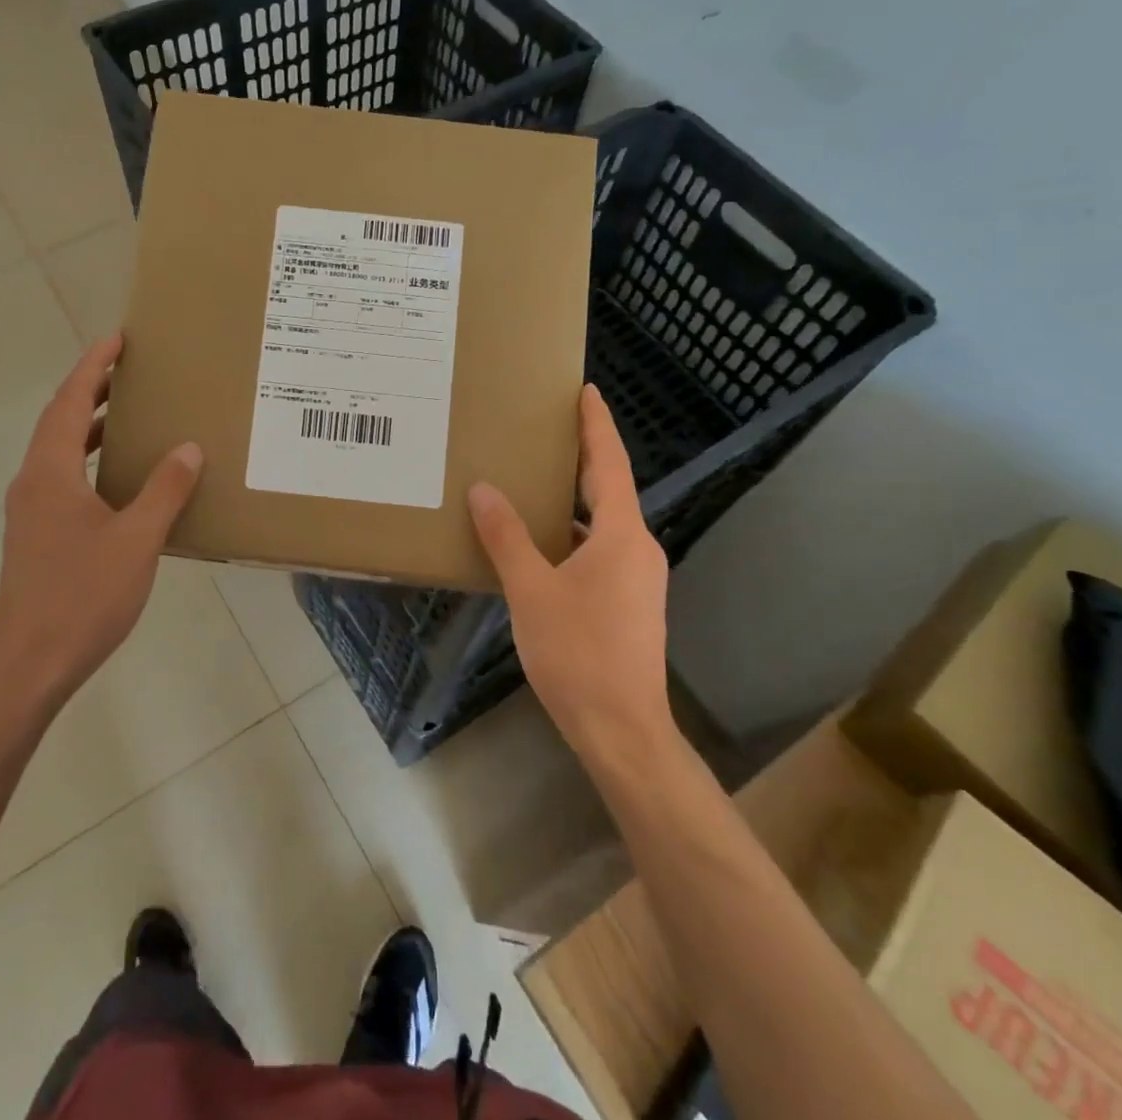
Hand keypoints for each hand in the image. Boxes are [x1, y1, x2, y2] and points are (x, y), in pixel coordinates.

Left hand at [0, 333, 203, 718]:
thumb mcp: (136, 540)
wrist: (29, 665)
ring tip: (128, 414)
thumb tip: (187, 446)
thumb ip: (164, 490)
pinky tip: (121, 479)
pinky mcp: (37, 536)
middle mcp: (33, 483)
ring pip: (59, 452)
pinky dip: (89, 461)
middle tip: (129, 370)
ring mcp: (31, 512)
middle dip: (91, 390)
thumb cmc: (82, 596)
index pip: (68, 402)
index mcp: (50, 473)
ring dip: (89, 426)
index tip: (117, 339)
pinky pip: (63, 479)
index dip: (92, 367)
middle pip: (59, 421)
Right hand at [466, 384, 674, 764]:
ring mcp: (637, 578)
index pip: (609, 464)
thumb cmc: (578, 653)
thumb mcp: (532, 591)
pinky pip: (599, 551)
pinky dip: (571, 536)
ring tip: (533, 481)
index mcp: (621, 535)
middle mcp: (637, 549)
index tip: (586, 391)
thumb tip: (484, 490)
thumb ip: (507, 537)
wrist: (622, 730)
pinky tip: (538, 544)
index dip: (597, 426)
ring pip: (602, 524)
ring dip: (572, 501)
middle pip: (608, 490)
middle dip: (582, 457)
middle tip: (548, 428)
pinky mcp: (630, 603)